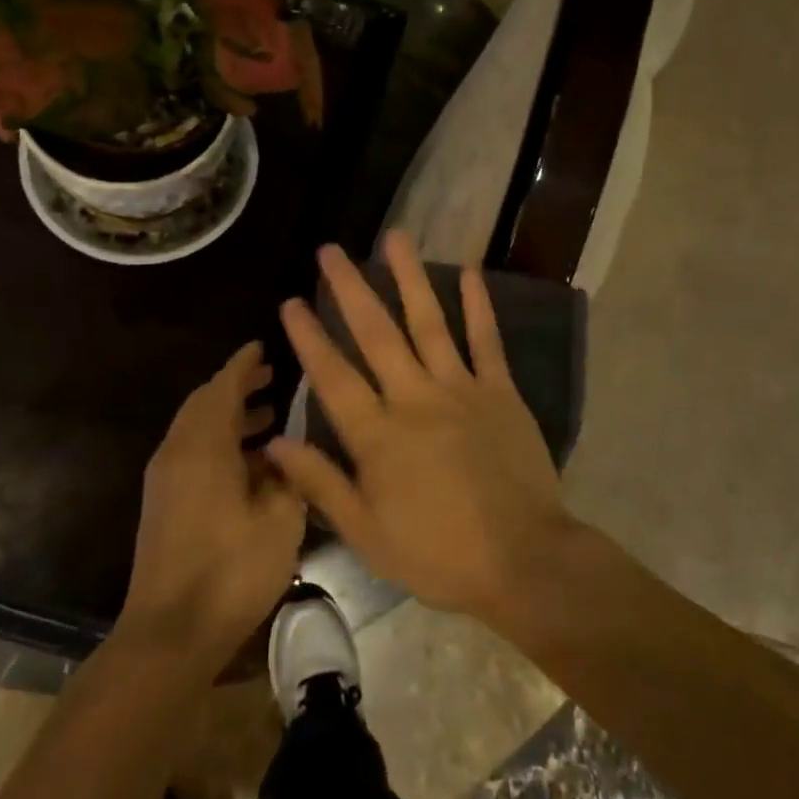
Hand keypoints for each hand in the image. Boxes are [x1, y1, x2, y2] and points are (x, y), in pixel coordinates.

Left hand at [119, 342, 305, 672]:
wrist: (171, 631)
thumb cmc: (231, 571)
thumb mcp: (280, 520)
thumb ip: (288, 476)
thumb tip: (284, 452)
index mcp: (203, 447)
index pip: (222, 387)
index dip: (243, 364)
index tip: (263, 345)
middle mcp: (177, 453)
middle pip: (204, 404)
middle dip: (236, 387)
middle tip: (270, 376)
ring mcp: (165, 480)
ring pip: (197, 430)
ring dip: (229, 416)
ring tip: (269, 415)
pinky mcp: (163, 504)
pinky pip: (192, 453)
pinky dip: (219, 442)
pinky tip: (250, 463)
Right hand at [267, 231, 570, 620]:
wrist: (522, 561)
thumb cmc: (438, 554)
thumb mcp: (366, 533)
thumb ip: (320, 483)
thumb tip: (275, 442)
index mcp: (378, 435)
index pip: (333, 376)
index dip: (309, 337)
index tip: (290, 301)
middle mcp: (415, 398)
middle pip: (376, 334)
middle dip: (350, 289)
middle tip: (331, 251)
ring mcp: (462, 390)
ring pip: (429, 323)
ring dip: (410, 278)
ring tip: (394, 237)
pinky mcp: (501, 392)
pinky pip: (487, 341)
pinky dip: (478, 305)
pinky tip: (468, 272)